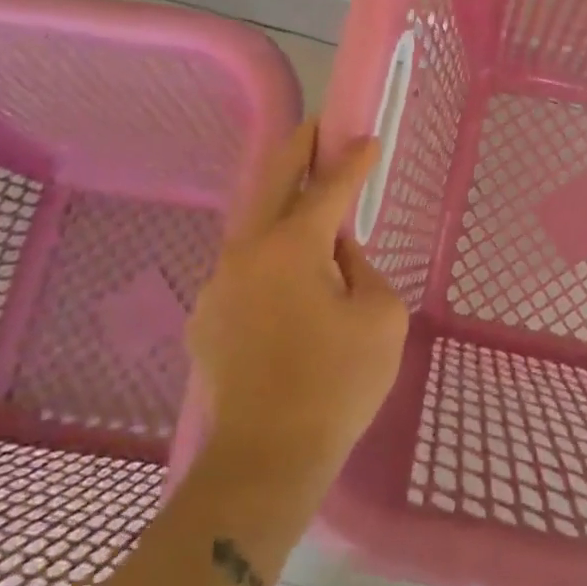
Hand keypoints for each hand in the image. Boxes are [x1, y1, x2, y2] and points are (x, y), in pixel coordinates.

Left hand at [186, 123, 408, 483]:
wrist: (266, 458)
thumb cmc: (336, 384)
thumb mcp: (381, 318)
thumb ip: (363, 268)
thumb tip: (338, 253)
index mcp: (292, 246)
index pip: (328, 188)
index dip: (352, 161)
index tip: (367, 138)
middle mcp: (246, 251)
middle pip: (272, 183)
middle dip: (298, 149)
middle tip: (317, 127)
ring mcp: (218, 283)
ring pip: (253, 229)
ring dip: (280, 209)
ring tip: (306, 208)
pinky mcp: (205, 317)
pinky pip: (243, 273)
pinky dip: (266, 263)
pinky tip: (285, 285)